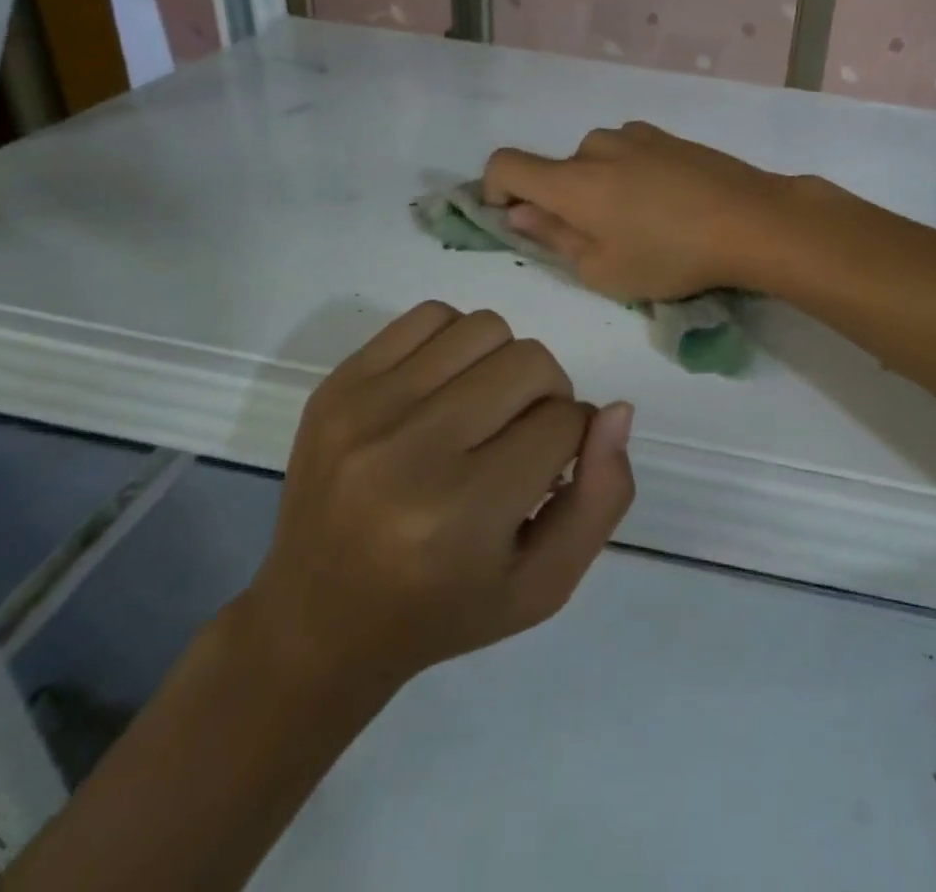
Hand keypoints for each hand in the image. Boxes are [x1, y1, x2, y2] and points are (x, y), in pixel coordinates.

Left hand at [234, 303, 633, 712]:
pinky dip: (456, 341)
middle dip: (547, 395)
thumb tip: (617, 409)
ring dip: (505, 363)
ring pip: (485, 328)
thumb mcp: (544, 583)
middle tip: (523, 437)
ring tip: (484, 410)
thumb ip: (601, 498)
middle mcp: (408, 452)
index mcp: (462, 513)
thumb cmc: (444, 609)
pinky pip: (429, 315)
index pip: (562, 422)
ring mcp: (364, 410)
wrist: (318, 620)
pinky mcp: (337, 384)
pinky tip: (445, 390)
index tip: (550, 469)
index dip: (574, 440)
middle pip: (530, 362)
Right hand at [482, 122, 789, 300]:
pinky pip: (631, 154)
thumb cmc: (671, 256)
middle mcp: (597, 147)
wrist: (751, 220)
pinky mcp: (670, 137)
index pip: (505, 164)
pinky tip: (669, 204)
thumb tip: (519, 212)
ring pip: (598, 162)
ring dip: (602, 188)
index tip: (515, 218)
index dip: (494, 189)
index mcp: (572, 180)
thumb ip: (553, 237)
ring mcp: (637, 136)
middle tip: (602, 241)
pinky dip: (632, 176)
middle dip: (564, 202)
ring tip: (643, 224)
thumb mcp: (603, 269)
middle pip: (558, 170)